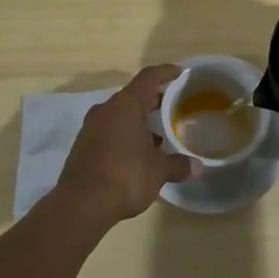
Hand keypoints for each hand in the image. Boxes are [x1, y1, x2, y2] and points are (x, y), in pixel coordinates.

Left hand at [51, 64, 196, 225]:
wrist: (80, 205)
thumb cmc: (125, 176)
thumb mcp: (158, 171)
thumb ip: (178, 165)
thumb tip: (198, 167)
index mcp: (126, 105)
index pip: (148, 78)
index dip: (166, 72)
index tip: (180, 72)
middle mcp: (106, 110)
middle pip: (133, 95)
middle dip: (154, 99)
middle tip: (174, 106)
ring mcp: (91, 128)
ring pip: (120, 115)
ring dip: (139, 120)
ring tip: (159, 135)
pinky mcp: (83, 146)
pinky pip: (110, 131)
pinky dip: (126, 135)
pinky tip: (138, 153)